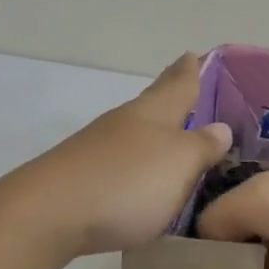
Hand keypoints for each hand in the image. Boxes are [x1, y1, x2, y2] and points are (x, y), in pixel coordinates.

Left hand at [0, 53, 233, 259]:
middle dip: (170, 92)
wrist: (47, 214)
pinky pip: (120, 160)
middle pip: (153, 102)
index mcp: (153, 112)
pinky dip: (135, 159)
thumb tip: (221, 127)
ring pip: (135, 129)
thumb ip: (202, 146)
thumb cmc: (127, 182)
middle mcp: (124, 122)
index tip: (194, 54)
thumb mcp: (179, 164)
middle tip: (185, 80)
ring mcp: (98, 148)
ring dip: (154, 128)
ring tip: (171, 132)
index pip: (178, 84)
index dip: (190, 71)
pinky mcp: (81, 177)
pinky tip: (140, 173)